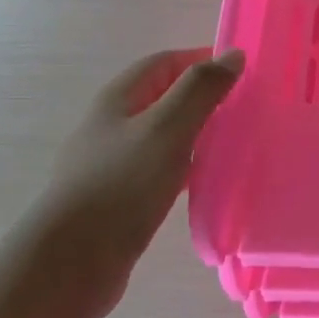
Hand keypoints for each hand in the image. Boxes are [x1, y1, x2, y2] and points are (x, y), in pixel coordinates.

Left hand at [26, 48, 244, 317]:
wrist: (71, 262)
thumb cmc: (121, 185)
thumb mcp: (167, 129)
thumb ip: (200, 90)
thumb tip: (233, 55)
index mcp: (119, 99)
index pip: (166, 62)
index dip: (203, 59)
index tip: (245, 73)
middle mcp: (114, 125)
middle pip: (165, 97)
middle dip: (204, 97)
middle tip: (247, 109)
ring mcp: (115, 162)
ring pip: (165, 134)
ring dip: (198, 132)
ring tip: (235, 142)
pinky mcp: (122, 198)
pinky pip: (162, 169)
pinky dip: (188, 166)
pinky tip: (207, 181)